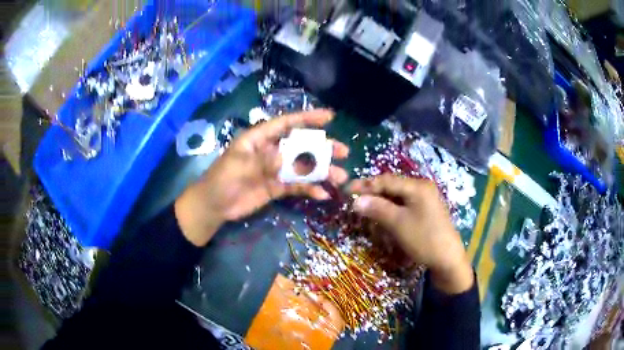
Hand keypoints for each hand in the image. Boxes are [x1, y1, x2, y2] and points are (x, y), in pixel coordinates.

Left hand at [175, 110, 348, 246]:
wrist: (214, 206)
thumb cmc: (221, 180)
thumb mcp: (238, 166)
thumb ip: (262, 161)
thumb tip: (285, 158)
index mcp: (260, 139)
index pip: (286, 124)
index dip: (308, 118)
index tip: (329, 117)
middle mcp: (271, 151)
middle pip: (301, 146)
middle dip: (322, 147)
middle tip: (343, 151)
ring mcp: (276, 170)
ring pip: (303, 167)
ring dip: (321, 171)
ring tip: (340, 177)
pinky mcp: (277, 187)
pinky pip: (297, 186)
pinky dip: (310, 189)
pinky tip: (323, 194)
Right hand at [349, 174, 472, 294]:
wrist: (448, 259)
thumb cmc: (424, 239)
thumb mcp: (398, 223)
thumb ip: (377, 209)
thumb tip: (355, 200)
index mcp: (418, 186)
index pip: (387, 180)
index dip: (366, 184)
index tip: (347, 190)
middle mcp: (422, 187)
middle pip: (393, 186)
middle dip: (373, 192)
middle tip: (354, 200)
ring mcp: (425, 199)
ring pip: (398, 195)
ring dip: (381, 201)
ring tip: (365, 208)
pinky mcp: (426, 210)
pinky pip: (404, 204)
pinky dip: (391, 208)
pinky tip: (383, 215)